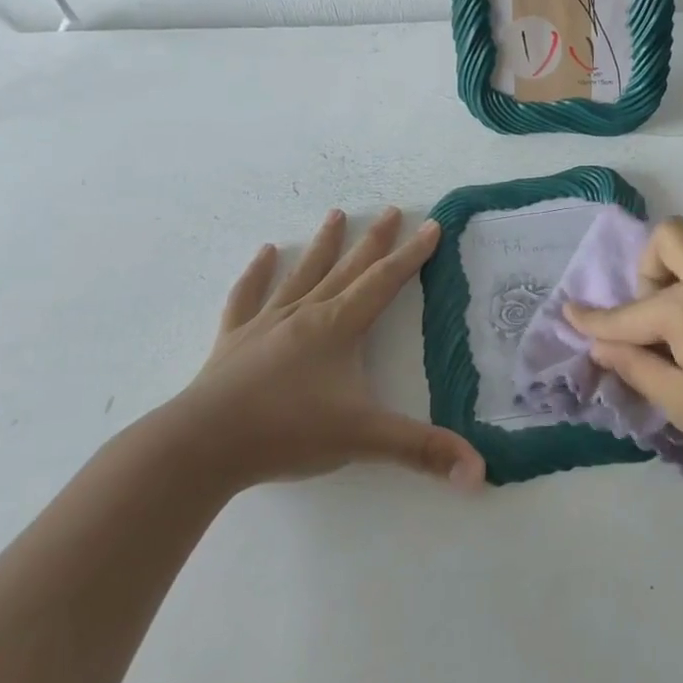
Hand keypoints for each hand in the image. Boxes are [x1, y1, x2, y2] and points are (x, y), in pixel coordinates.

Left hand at [160, 207, 484, 491]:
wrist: (202, 445)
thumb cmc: (288, 432)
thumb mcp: (364, 440)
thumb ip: (423, 452)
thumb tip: (481, 473)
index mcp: (339, 328)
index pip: (384, 282)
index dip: (412, 255)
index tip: (431, 226)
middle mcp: (306, 314)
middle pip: (348, 268)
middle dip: (375, 240)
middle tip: (392, 210)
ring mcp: (266, 323)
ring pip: (302, 274)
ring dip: (323, 245)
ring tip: (336, 214)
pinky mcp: (235, 341)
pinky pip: (248, 297)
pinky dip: (257, 274)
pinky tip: (264, 253)